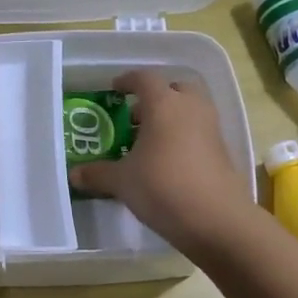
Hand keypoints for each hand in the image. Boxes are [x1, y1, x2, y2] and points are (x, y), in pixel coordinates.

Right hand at [68, 69, 254, 253]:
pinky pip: (199, 132)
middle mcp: (191, 108)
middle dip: (156, 97)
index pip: (145, 78)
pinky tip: (167, 162)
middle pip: (175, 88)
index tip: (115, 90)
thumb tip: (74, 174)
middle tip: (136, 116)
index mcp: (164, 104)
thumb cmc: (162, 186)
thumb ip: (97, 173)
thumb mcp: (122, 181)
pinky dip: (183, 137)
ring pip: (190, 110)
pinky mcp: (222, 151)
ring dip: (171, 117)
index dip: (127, 81)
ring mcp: (211, 129)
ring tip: (148, 142)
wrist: (216, 219)